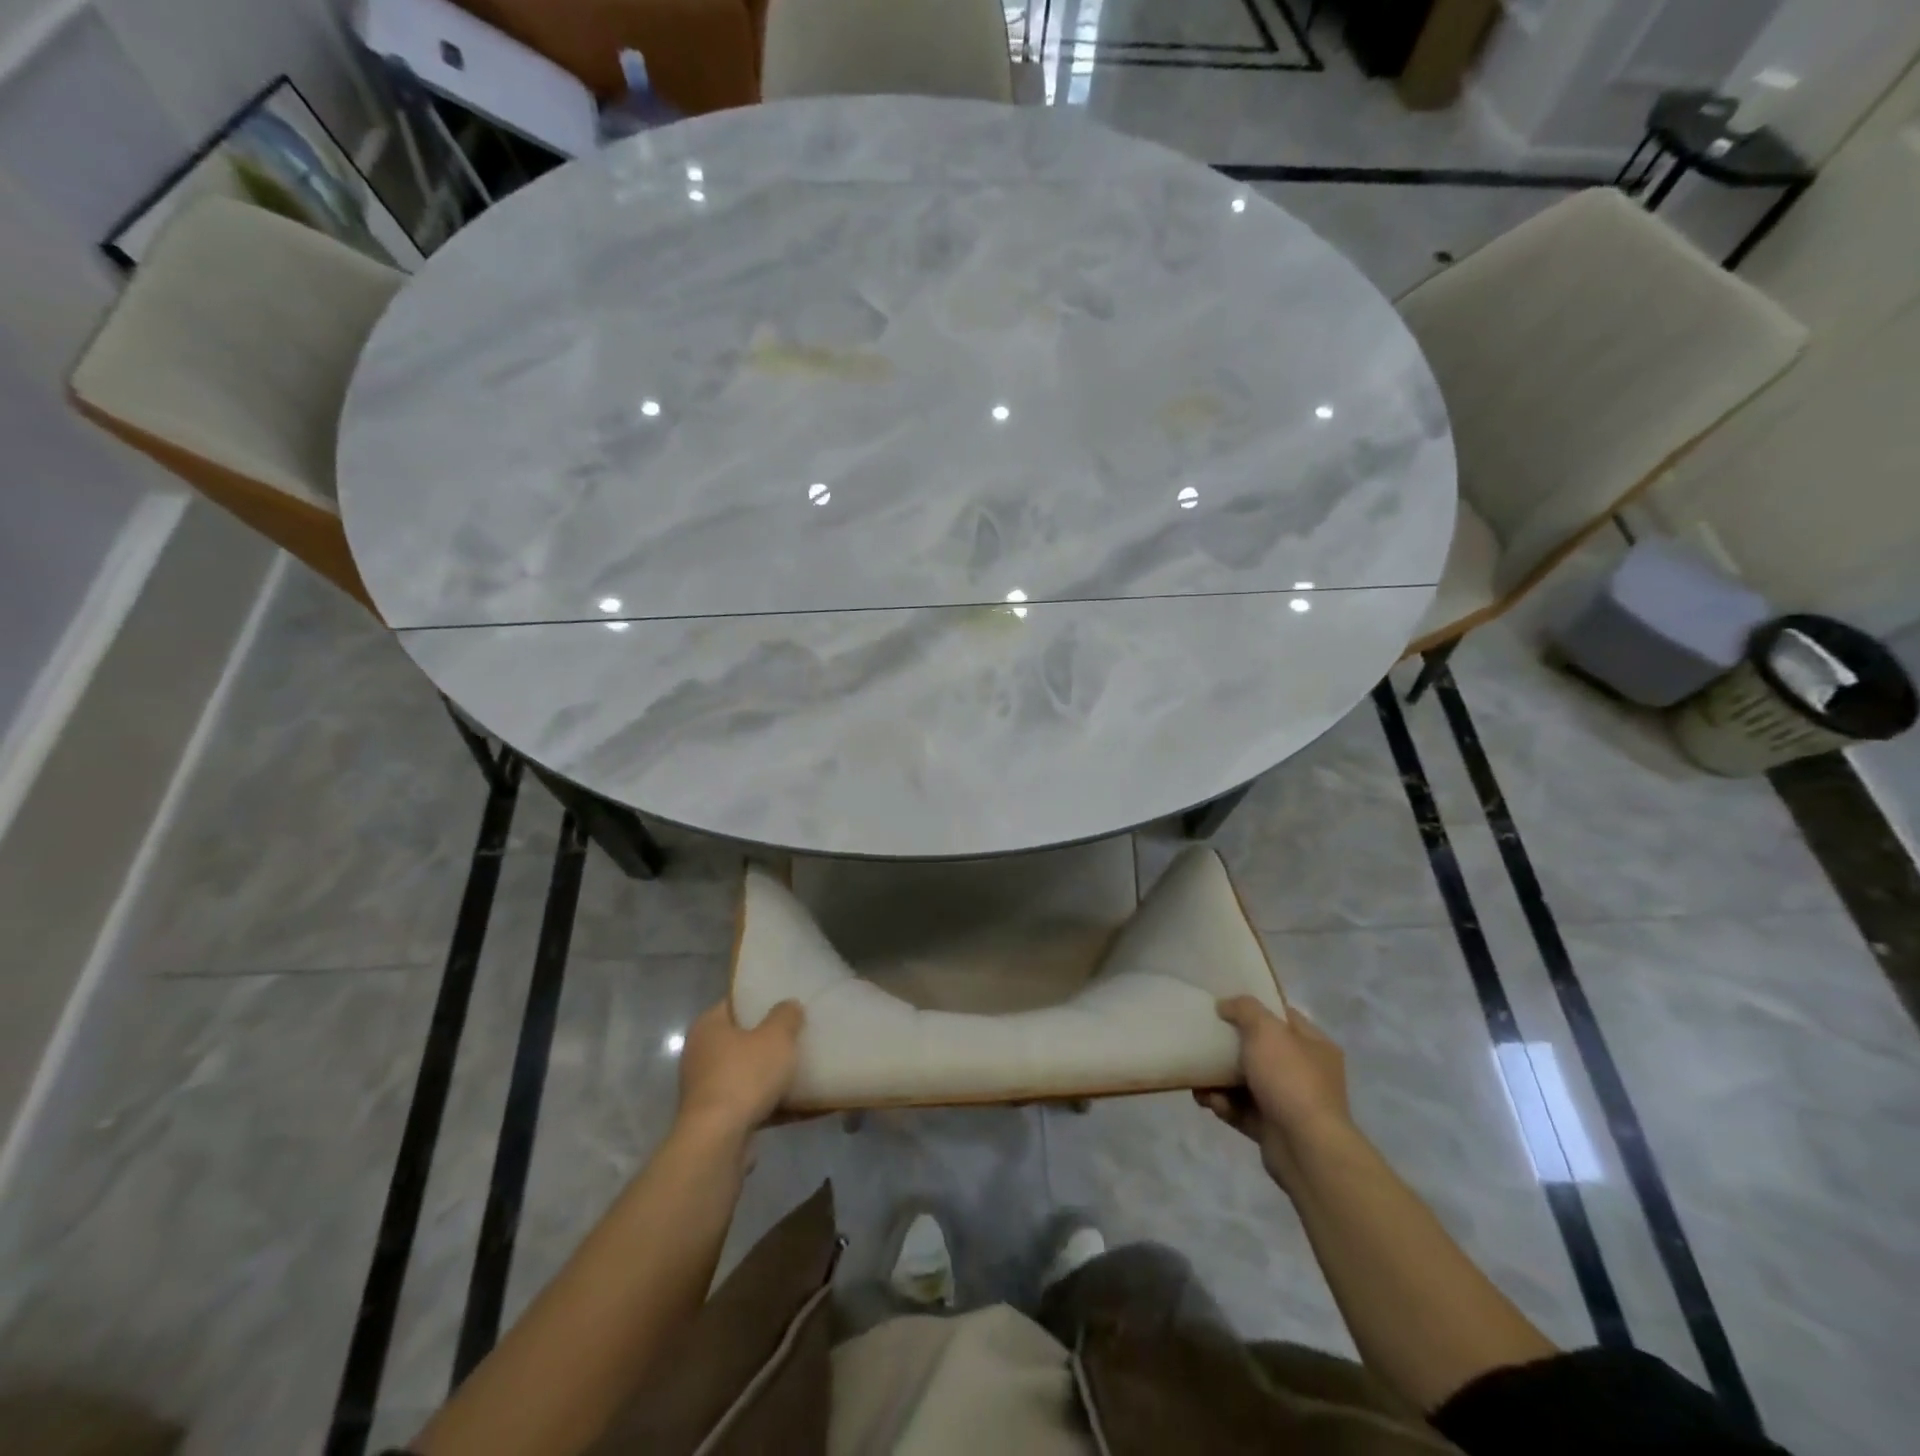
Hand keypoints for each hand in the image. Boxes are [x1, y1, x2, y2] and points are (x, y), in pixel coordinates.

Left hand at [675, 998, 804, 1141]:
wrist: (718, 1142)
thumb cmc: (745, 1076)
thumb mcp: (776, 1037)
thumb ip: (786, 1016)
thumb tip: (789, 1005)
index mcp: (708, 1027)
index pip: (735, 1003)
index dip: (760, 999)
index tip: (786, 1001)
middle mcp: (701, 1055)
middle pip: (742, 1039)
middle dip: (769, 1039)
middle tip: (799, 1032)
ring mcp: (707, 1089)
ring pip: (747, 1073)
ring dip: (772, 1074)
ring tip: (805, 1067)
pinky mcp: (717, 1119)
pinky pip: (751, 1103)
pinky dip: (773, 1103)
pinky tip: (802, 1104)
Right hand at [1196, 997, 1352, 1192]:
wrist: (1306, 1149)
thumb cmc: (1290, 1079)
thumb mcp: (1266, 1030)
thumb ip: (1244, 1009)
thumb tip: (1225, 1005)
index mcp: (1314, 1045)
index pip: (1282, 1016)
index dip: (1254, 1008)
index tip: (1222, 1005)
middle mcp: (1306, 1072)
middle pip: (1260, 1050)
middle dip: (1229, 1047)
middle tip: (1202, 1041)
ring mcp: (1290, 1103)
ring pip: (1247, 1082)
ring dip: (1219, 1078)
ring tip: (1197, 1076)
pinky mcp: (1273, 1129)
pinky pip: (1241, 1110)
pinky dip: (1224, 1104)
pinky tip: (1207, 1100)